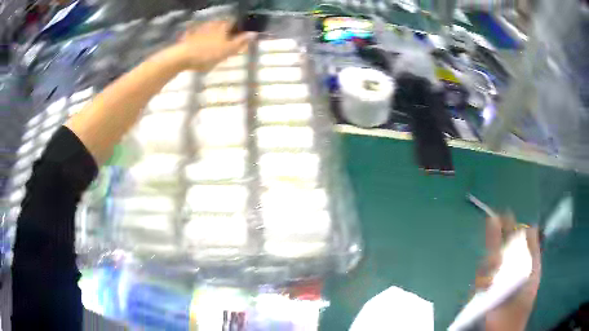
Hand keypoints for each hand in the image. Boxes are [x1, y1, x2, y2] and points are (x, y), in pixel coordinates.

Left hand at [173, 20, 255, 71]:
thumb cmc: (207, 54)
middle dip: (225, 28)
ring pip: (210, 28)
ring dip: (213, 31)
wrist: (182, 57)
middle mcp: (212, 24)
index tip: (241, 30)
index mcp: (223, 26)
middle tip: (228, 36)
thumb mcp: (227, 50)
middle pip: (221, 23)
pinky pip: (197, 34)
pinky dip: (200, 36)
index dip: (238, 24)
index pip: (234, 20)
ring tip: (215, 40)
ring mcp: (199, 29)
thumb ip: (240, 42)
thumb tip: (253, 33)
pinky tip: (200, 42)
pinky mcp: (188, 36)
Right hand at [475, 215, 541, 330]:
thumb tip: (531, 226)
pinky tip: (489, 284)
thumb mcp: (534, 269)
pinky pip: (480, 278)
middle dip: (495, 235)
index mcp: (518, 259)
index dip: (508, 226)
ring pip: (488, 260)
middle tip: (493, 220)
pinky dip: (484, 279)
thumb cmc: (525, 295)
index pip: (512, 239)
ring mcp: (493, 276)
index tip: (504, 214)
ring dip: (491, 261)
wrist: (509, 320)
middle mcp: (505, 265)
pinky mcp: (482, 288)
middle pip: (498, 246)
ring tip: (496, 269)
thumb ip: (533, 249)